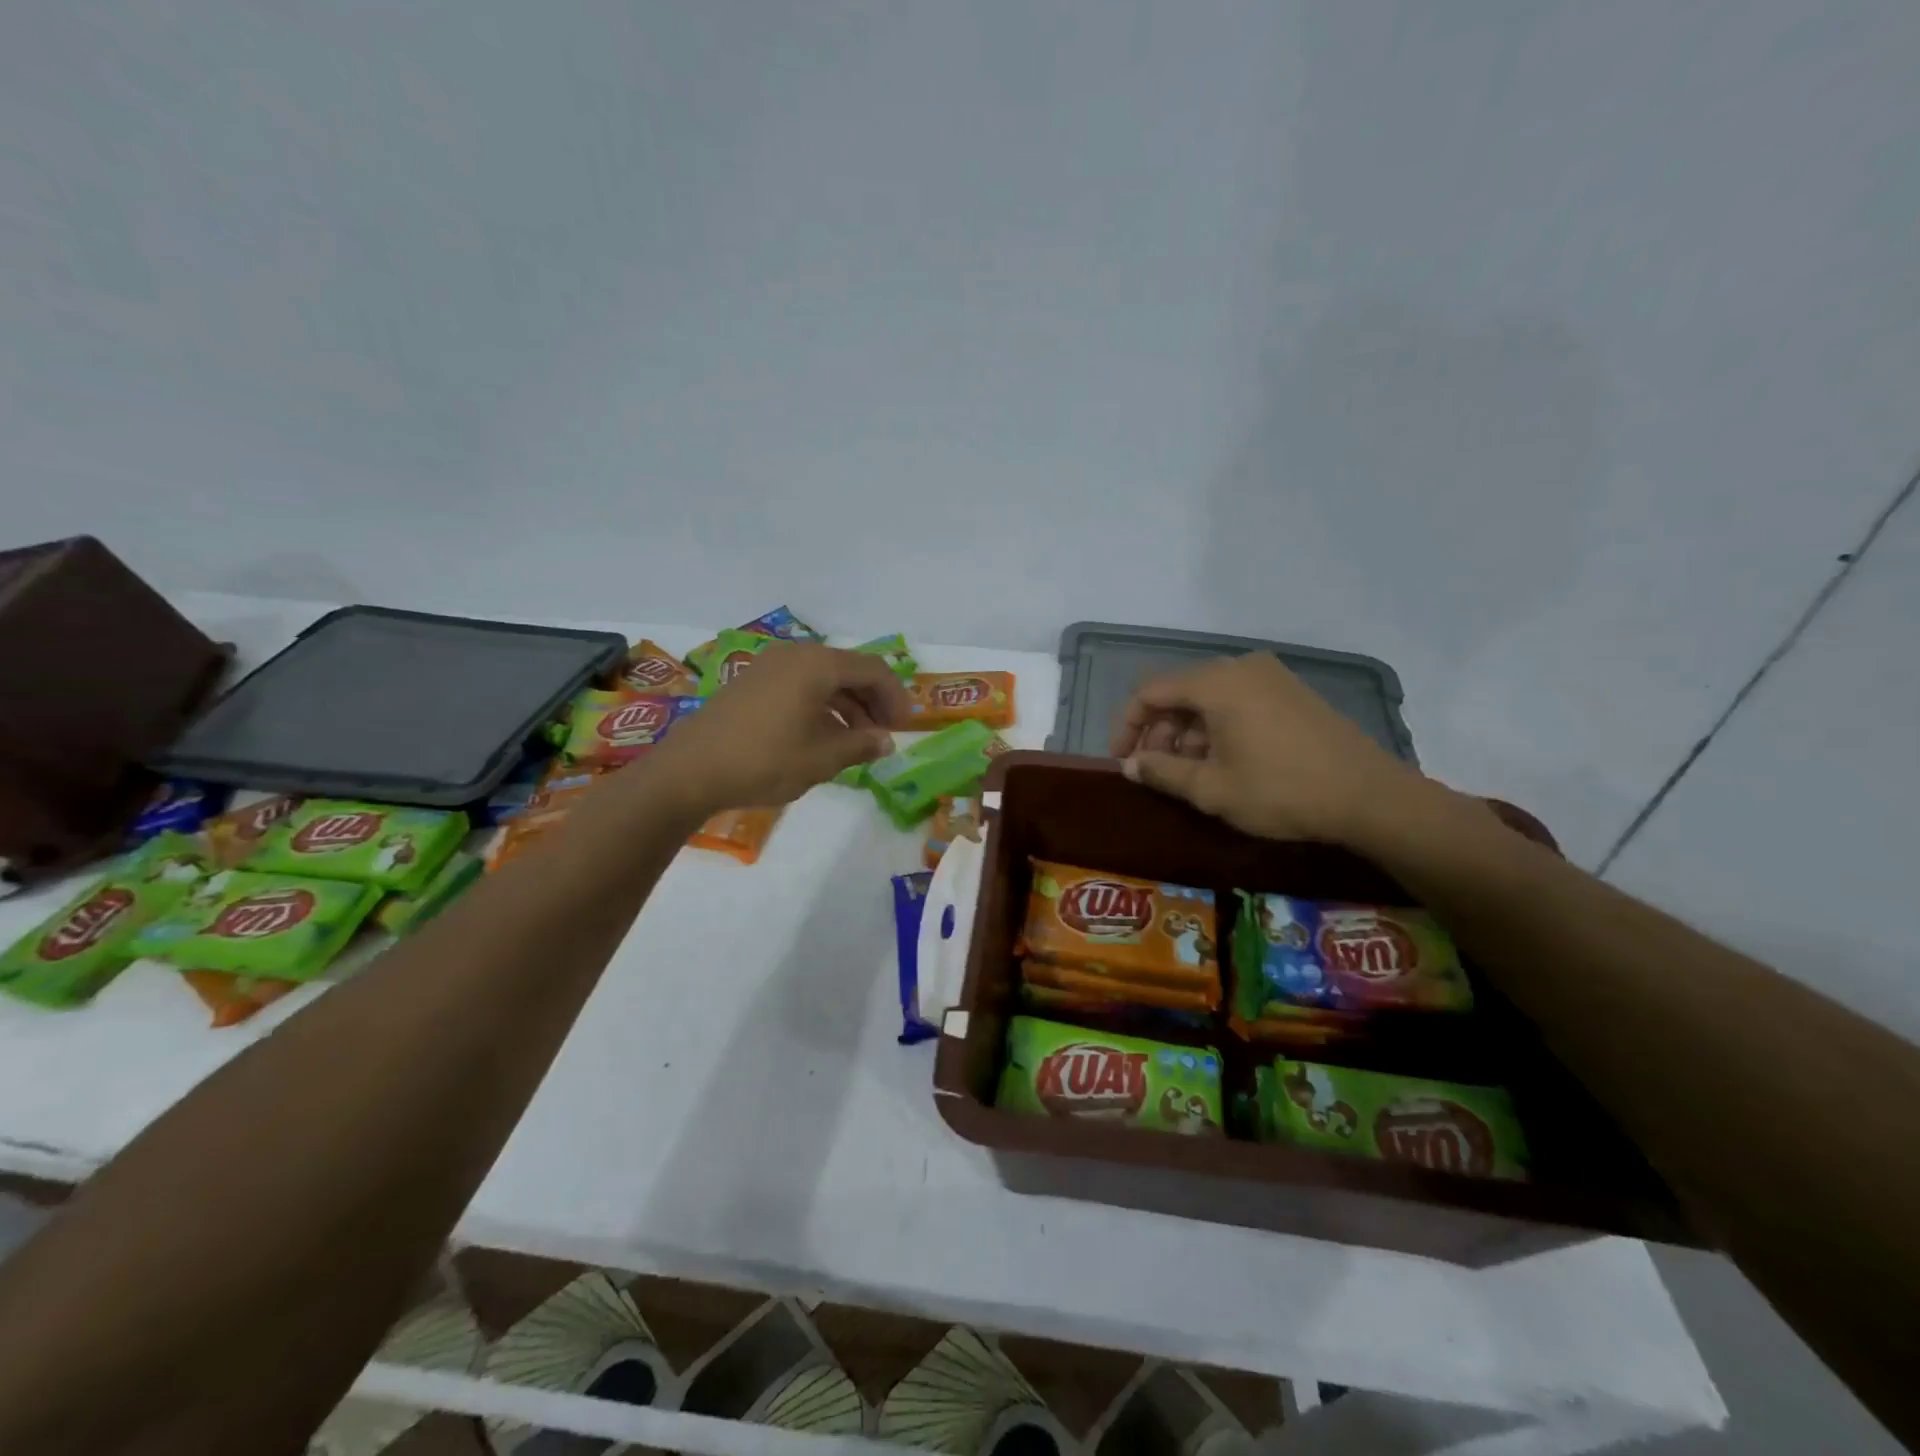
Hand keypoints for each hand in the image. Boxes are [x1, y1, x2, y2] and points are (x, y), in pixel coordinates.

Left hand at [651, 643, 911, 816]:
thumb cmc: (765, 760)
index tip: (904, 728)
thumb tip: (885, 742)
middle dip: (872, 702)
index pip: (872, 670)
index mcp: (817, 665)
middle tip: (884, 735)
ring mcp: (770, 667)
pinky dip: (821, 706)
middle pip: (848, 670)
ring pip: (824, 679)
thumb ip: (862, 745)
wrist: (690, 771)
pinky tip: (824, 736)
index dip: (895, 697)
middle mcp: (795, 655)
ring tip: (857, 742)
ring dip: (847, 706)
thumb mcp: (823, 758)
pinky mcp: (752, 683)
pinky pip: (800, 686)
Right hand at [1109, 652, 1429, 843]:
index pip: (1151, 692)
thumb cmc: (1281, 791)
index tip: (1122, 760)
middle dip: (1159, 732)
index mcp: (1217, 682)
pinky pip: (1237, 701)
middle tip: (1155, 772)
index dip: (1128, 725)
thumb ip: (1162, 771)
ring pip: (1209, 698)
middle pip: (1180, 692)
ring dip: (1187, 733)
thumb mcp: (1211, 789)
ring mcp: (1271, 677)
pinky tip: (1223, 763)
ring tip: (1188, 773)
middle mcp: (1241, 668)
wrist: (1369, 797)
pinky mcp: (1292, 693)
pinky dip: (1217, 727)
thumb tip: (1130, 764)